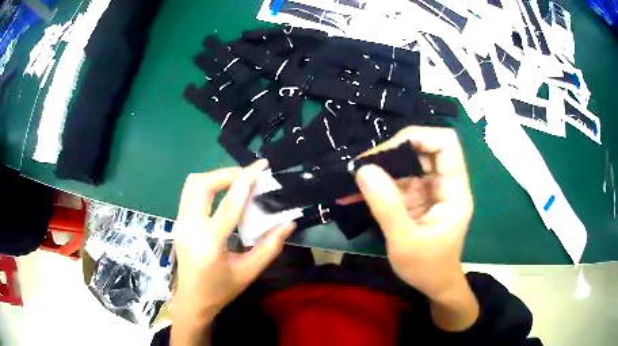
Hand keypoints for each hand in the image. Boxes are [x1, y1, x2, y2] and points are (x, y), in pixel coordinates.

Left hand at [172, 160, 294, 344]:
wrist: (192, 299)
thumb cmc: (221, 290)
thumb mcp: (248, 272)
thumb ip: (270, 247)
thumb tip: (289, 224)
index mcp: (209, 244)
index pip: (228, 205)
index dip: (246, 181)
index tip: (261, 166)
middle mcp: (189, 227)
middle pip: (203, 185)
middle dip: (227, 174)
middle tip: (249, 176)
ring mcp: (180, 222)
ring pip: (193, 184)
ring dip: (215, 176)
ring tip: (236, 181)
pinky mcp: (178, 221)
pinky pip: (190, 191)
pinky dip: (207, 184)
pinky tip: (222, 193)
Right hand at [348, 126, 476, 329]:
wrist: (434, 285)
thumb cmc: (427, 268)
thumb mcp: (405, 242)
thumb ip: (387, 207)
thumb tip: (364, 169)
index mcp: (454, 190)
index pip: (445, 143)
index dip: (419, 137)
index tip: (388, 151)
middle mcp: (445, 183)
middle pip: (424, 148)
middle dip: (393, 152)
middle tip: (363, 165)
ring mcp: (431, 190)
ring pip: (408, 163)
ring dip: (381, 168)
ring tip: (353, 178)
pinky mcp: (418, 198)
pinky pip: (398, 181)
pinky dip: (377, 184)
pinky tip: (354, 192)